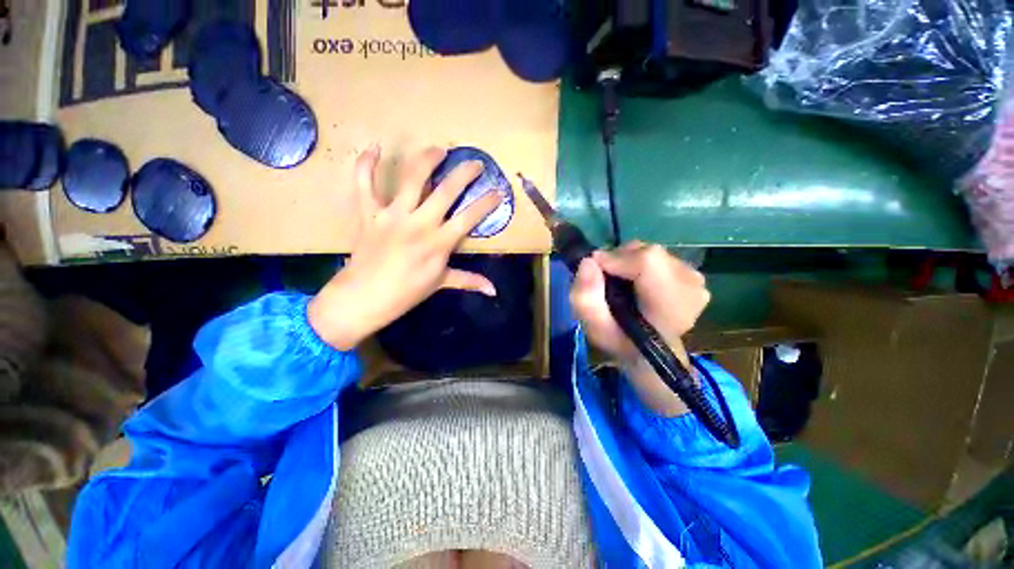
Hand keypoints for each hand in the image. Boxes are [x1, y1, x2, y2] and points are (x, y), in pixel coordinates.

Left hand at [308, 146, 504, 350]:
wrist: (363, 298)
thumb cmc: (406, 293)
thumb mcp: (441, 283)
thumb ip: (469, 281)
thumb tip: (494, 291)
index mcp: (438, 243)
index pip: (469, 218)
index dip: (486, 203)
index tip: (498, 192)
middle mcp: (419, 224)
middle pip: (446, 191)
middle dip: (465, 173)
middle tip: (476, 163)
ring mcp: (392, 215)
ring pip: (412, 178)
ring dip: (427, 159)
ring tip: (439, 149)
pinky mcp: (369, 213)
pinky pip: (365, 184)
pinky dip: (366, 164)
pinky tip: (374, 148)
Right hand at [570, 242, 709, 415]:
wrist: (650, 354)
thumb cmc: (621, 342)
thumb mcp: (594, 328)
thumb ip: (586, 298)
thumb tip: (588, 261)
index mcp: (670, 305)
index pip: (647, 261)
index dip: (615, 258)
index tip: (594, 270)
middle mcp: (691, 287)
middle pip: (646, 252)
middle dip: (618, 260)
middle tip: (606, 281)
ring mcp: (695, 280)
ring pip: (650, 252)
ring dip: (628, 262)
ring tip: (620, 285)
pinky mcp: (693, 275)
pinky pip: (658, 257)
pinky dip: (640, 264)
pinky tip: (637, 284)